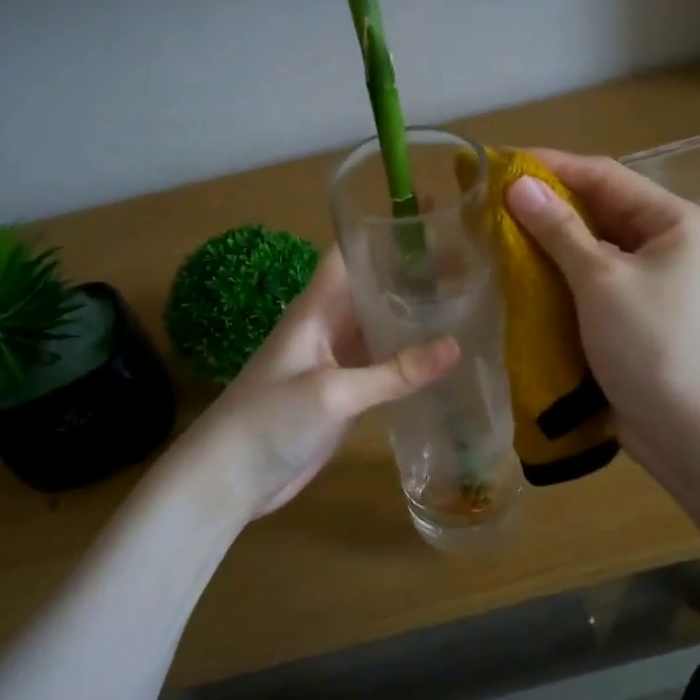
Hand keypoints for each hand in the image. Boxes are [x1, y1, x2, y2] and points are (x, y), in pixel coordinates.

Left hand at [184, 248, 458, 522]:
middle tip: (470, 264)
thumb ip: (394, 372)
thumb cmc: (270, 421)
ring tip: (468, 303)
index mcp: (317, 308)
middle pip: (373, 288)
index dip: (384, 233)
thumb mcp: (333, 393)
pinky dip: (410, 359)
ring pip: (381, 326)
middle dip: (413, 275)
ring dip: (415, 317)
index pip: (350, 254)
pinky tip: (444, 358)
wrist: (230, 478)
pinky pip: (383, 364)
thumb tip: (457, 346)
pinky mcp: (345, 392)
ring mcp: (337, 360)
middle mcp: (329, 325)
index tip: (432, 220)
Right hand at [505, 151, 699, 474]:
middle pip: (599, 206)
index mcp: (673, 219)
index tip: (500, 162)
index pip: (604, 176)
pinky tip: (522, 266)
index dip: (552, 166)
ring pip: (591, 241)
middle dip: (548, 201)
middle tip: (492, 196)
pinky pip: (590, 273)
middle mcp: (666, 239)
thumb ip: (558, 228)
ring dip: (549, 235)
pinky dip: (558, 268)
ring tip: (498, 226)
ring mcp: (650, 275)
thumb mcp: (599, 279)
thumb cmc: (649, 342)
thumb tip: (517, 184)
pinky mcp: (632, 306)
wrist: (686, 428)